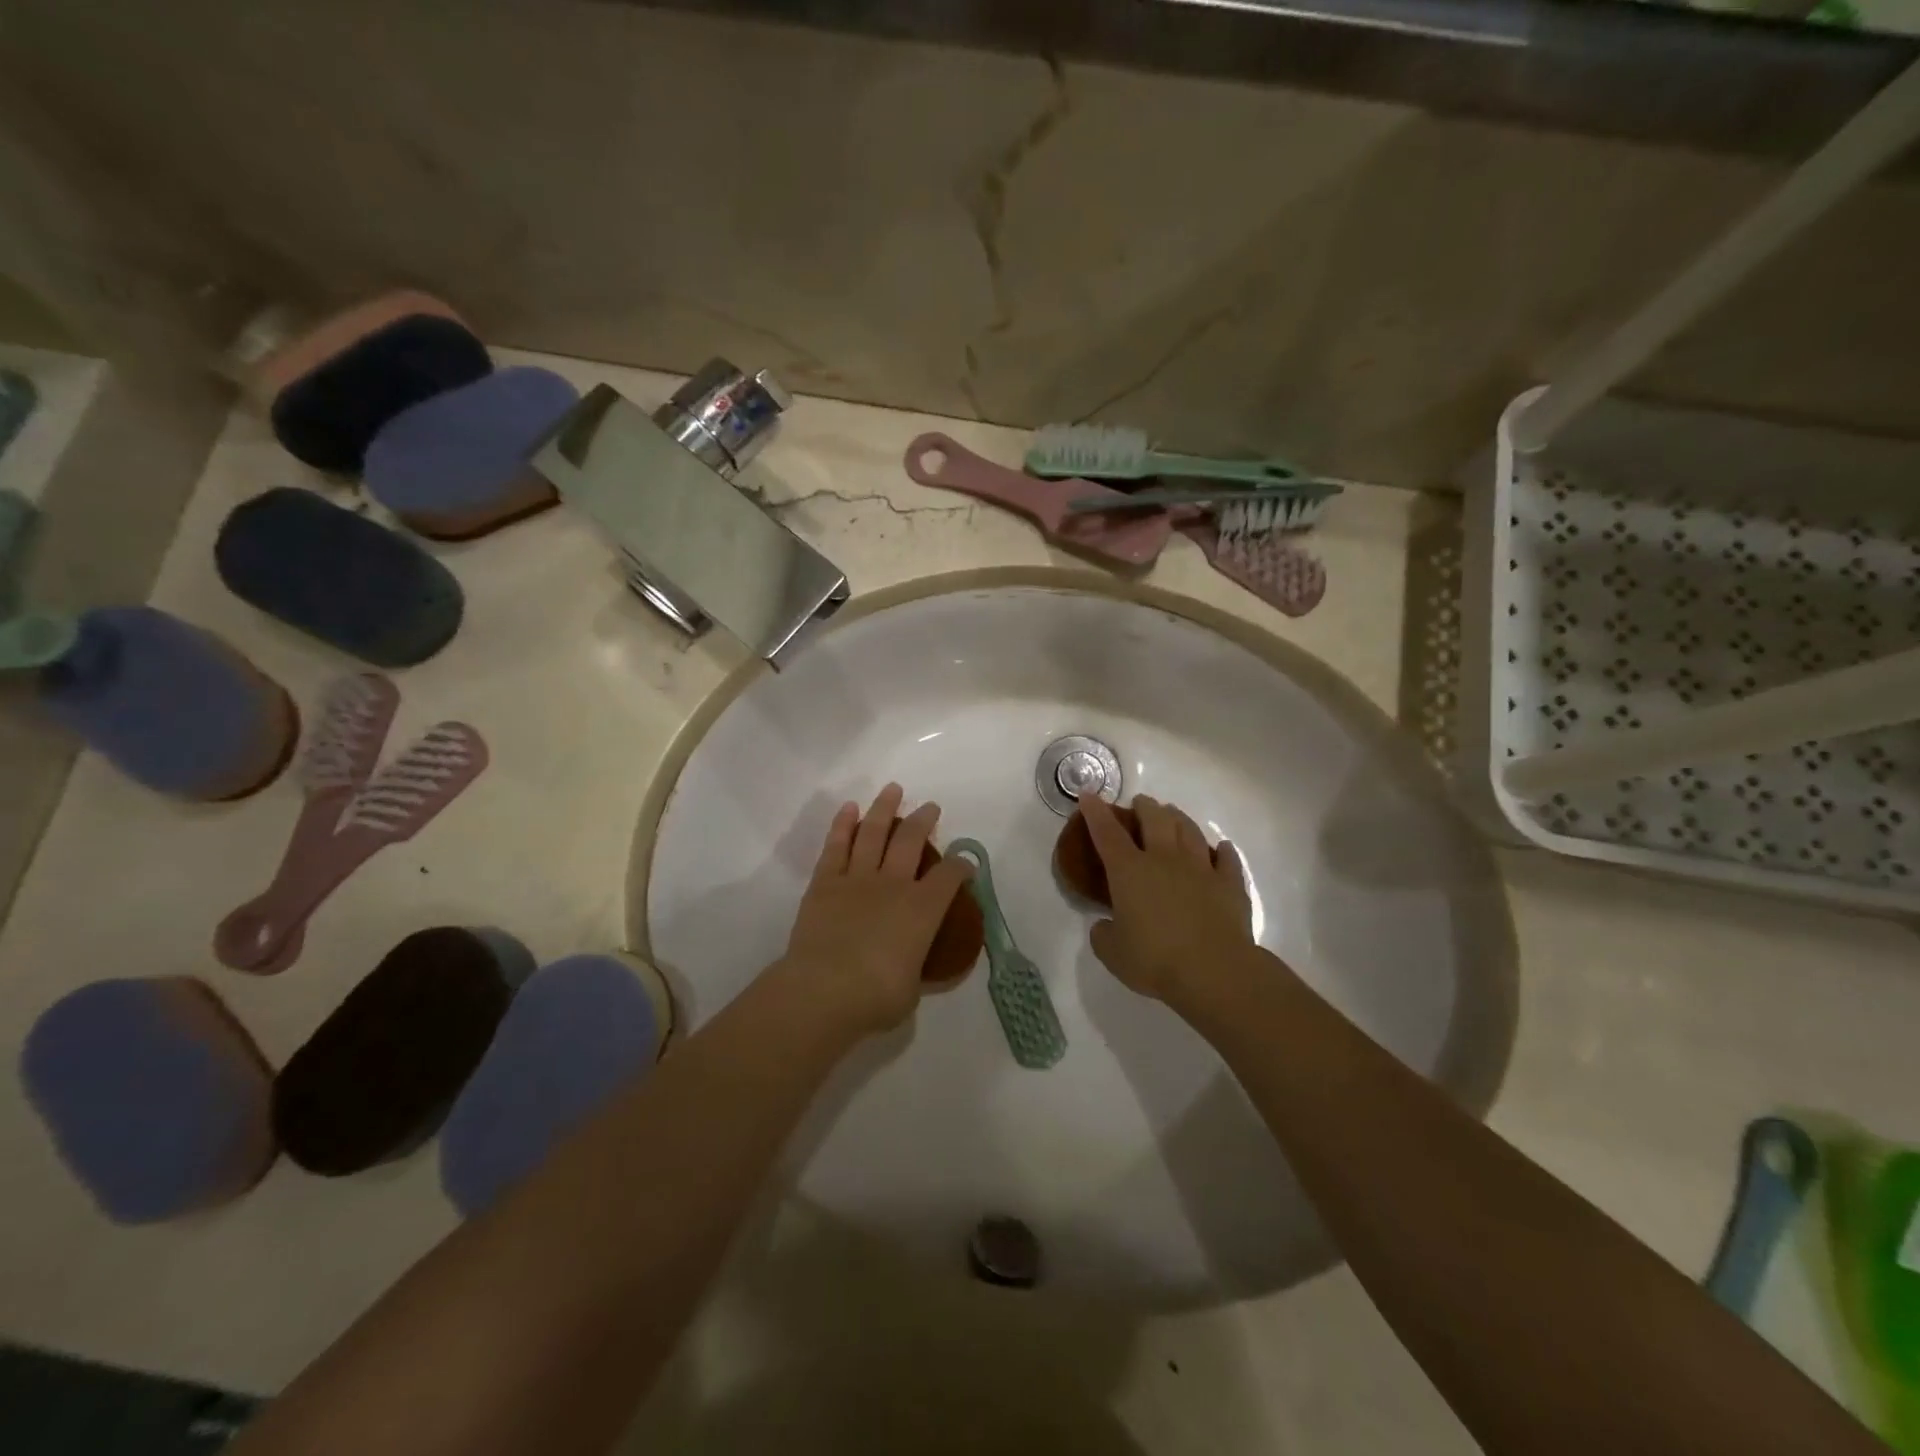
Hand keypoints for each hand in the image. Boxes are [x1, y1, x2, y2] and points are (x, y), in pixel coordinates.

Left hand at [778, 784, 971, 1039]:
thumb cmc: (875, 997)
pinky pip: (836, 846)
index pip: (949, 878)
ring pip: (874, 833)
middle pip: (911, 841)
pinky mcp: (825, 883)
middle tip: (930, 807)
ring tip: (893, 790)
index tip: (964, 863)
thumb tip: (913, 966)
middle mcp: (893, 884)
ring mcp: (857, 879)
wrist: (823, 991)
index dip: (961, 867)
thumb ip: (915, 969)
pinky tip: (850, 809)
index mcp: (922, 910)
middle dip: (924, 820)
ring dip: (885, 809)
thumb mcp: (911, 990)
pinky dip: (843, 825)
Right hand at [1081, 794, 1253, 1004]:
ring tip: (1173, 815)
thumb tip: (1105, 925)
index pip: (1107, 833)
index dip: (1095, 812)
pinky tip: (1221, 848)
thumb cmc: (1155, 960)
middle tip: (1140, 804)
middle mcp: (1164, 859)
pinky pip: (1227, 859)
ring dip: (1178, 818)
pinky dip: (1222, 851)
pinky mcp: (1229, 884)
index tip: (1088, 795)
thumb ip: (1103, 935)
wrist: (1214, 971)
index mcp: (1129, 871)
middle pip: (1154, 819)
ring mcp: (1200, 869)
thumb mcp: (1113, 953)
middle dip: (1144, 806)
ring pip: (1189, 830)